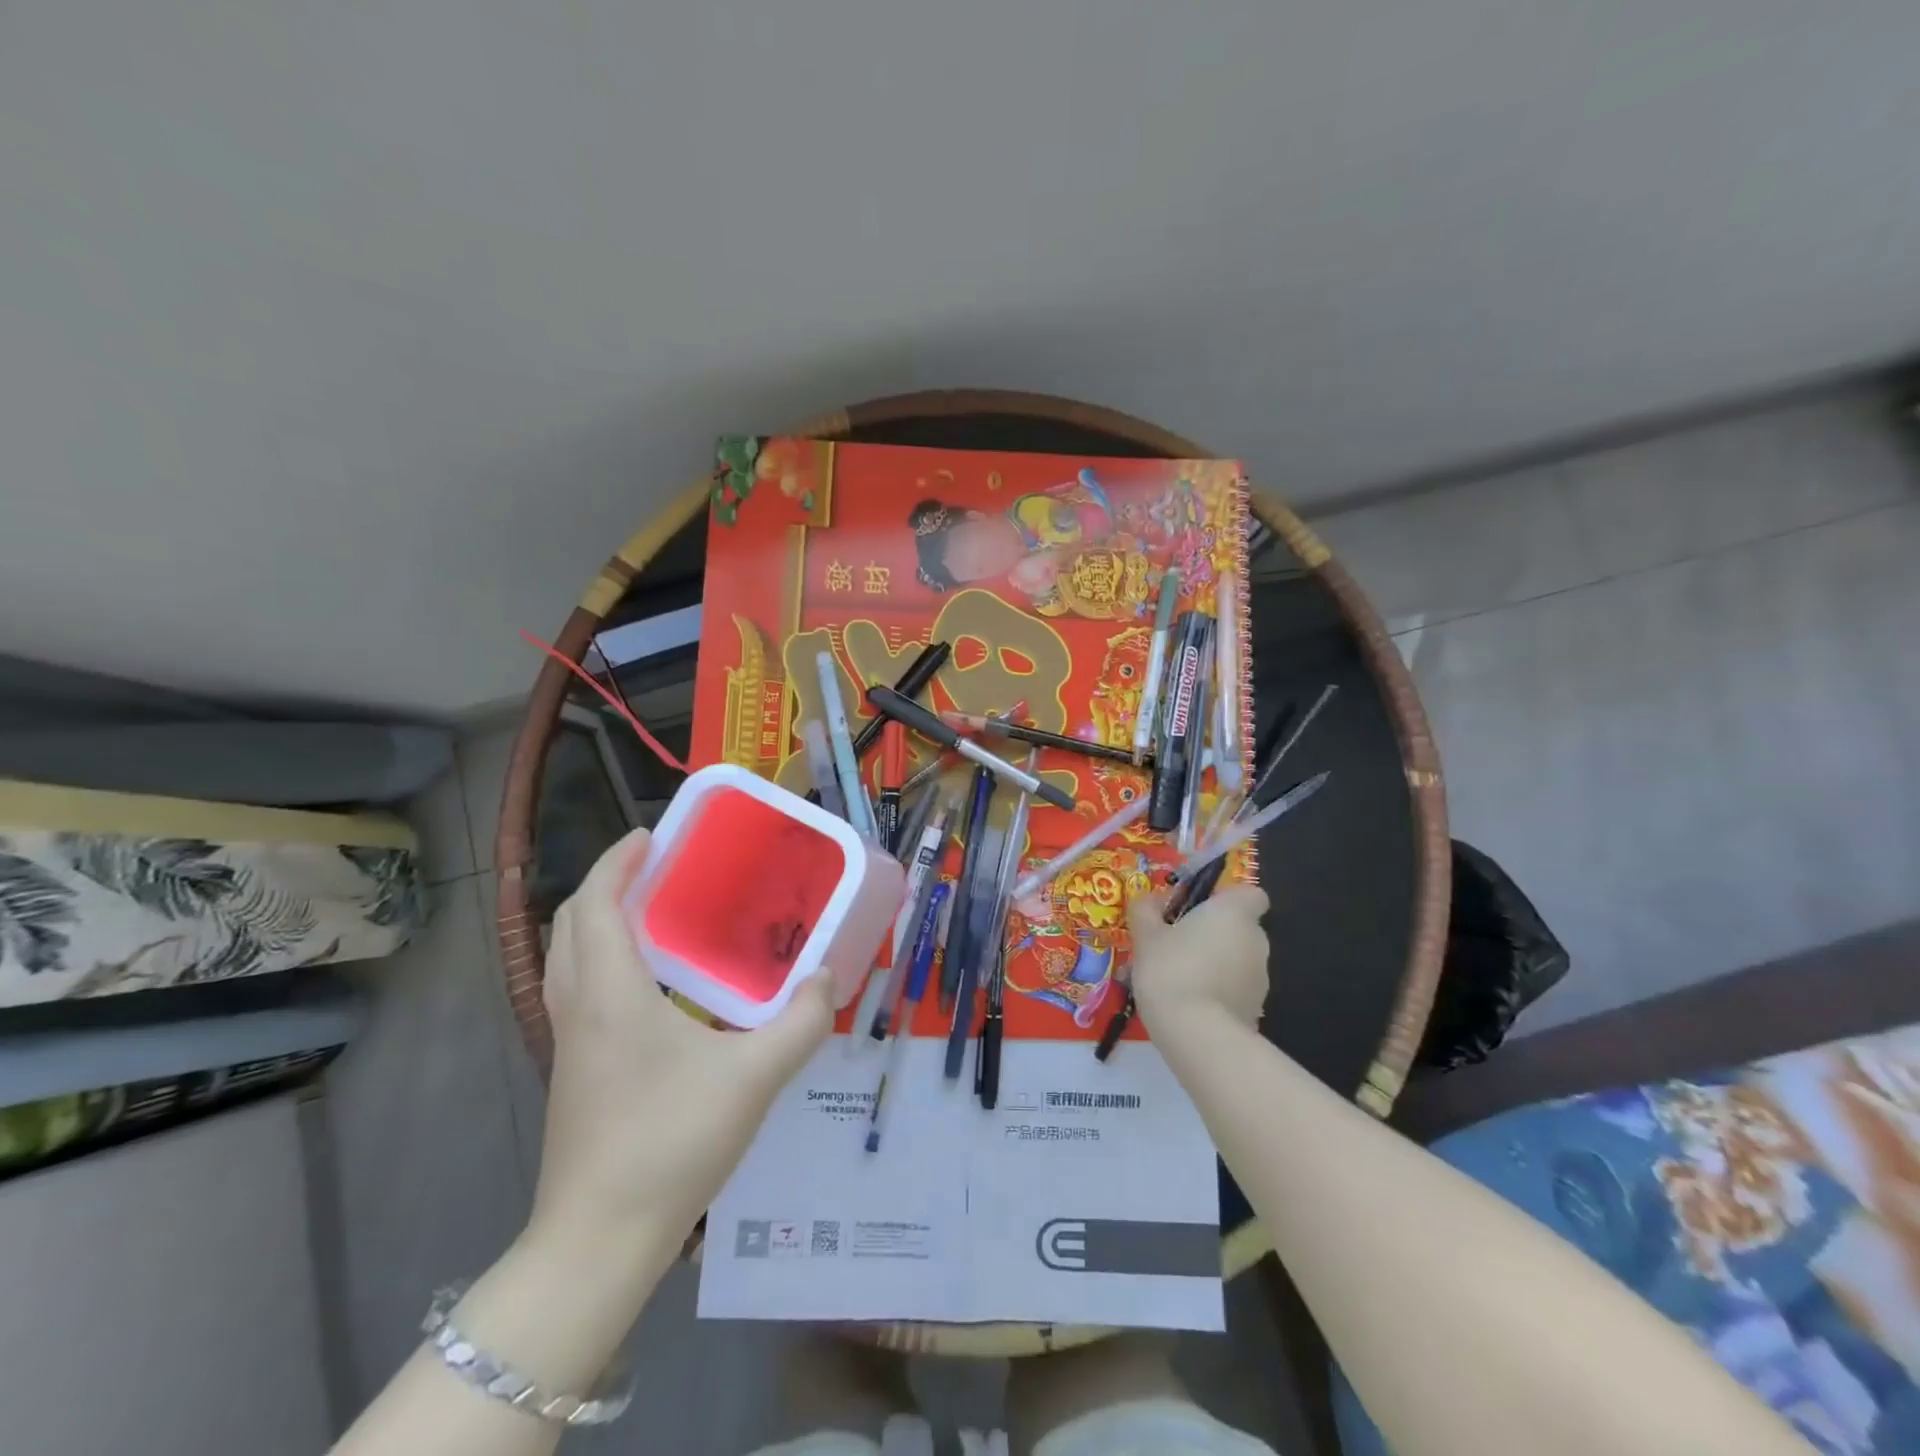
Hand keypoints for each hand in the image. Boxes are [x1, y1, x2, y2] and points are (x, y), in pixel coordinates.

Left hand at [530, 828, 834, 1254]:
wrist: (598, 1241)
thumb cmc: (671, 1144)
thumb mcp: (754, 1078)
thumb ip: (801, 1023)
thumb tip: (827, 976)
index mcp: (612, 994)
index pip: (597, 904)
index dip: (618, 861)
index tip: (651, 835)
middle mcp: (579, 1007)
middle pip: (570, 923)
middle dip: (606, 883)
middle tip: (657, 867)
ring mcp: (568, 1042)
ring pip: (564, 957)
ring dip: (598, 919)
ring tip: (652, 912)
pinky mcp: (572, 1070)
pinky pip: (575, 987)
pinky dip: (600, 957)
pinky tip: (650, 982)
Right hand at [1125, 884, 1270, 1039]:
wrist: (1197, 1034)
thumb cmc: (1171, 969)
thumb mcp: (1145, 934)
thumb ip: (1146, 910)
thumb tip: (1150, 900)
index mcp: (1234, 913)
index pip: (1251, 894)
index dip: (1228, 899)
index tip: (1199, 909)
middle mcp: (1256, 940)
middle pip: (1239, 927)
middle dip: (1213, 933)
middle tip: (1177, 944)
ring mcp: (1260, 978)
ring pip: (1236, 960)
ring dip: (1214, 963)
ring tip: (1177, 978)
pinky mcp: (1256, 1009)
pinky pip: (1235, 989)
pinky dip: (1217, 991)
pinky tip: (1188, 1004)